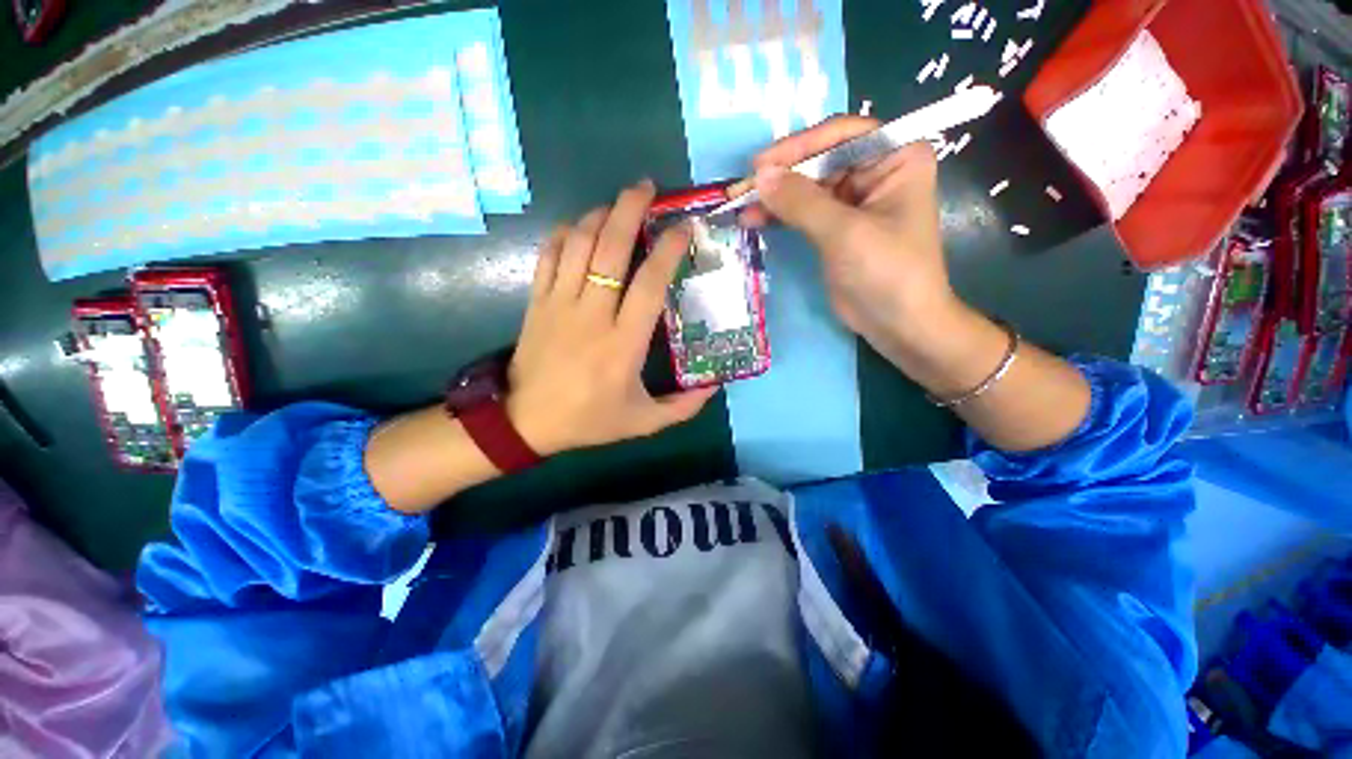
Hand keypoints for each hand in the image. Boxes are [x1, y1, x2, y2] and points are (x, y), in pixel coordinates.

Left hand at [506, 180, 716, 455]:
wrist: (525, 422)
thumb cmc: (588, 420)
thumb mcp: (643, 422)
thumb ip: (683, 407)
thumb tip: (715, 386)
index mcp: (623, 344)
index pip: (650, 284)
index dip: (668, 250)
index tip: (683, 228)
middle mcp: (592, 315)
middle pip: (610, 249)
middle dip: (630, 210)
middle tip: (647, 188)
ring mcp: (559, 304)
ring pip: (579, 244)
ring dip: (599, 215)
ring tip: (618, 202)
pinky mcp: (536, 302)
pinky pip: (549, 255)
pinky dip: (565, 233)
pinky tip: (580, 227)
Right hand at [739, 115, 962, 361]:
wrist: (898, 324)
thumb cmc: (886, 272)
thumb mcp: (844, 233)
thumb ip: (801, 202)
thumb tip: (760, 176)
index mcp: (896, 158)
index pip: (841, 136)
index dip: (799, 147)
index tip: (761, 166)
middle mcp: (875, 172)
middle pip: (819, 161)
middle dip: (780, 176)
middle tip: (741, 190)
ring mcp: (853, 201)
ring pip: (806, 188)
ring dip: (774, 197)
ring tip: (740, 207)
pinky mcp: (835, 228)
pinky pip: (802, 212)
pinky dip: (779, 215)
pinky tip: (754, 219)